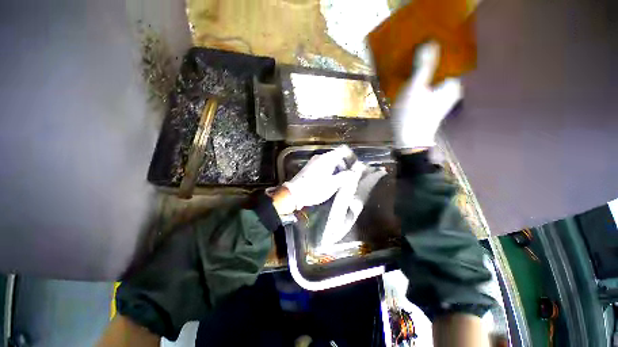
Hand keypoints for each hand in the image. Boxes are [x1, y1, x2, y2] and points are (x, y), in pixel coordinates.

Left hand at [282, 145, 354, 210]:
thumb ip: (345, 176)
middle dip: (344, 165)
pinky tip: (329, 181)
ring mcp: (314, 162)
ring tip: (339, 181)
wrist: (294, 194)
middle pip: (336, 156)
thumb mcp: (333, 184)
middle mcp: (320, 157)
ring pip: (330, 161)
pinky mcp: (309, 168)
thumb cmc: (315, 188)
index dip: (351, 156)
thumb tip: (354, 171)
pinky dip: (329, 171)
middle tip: (348, 176)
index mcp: (327, 158)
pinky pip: (323, 166)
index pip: (342, 150)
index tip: (355, 166)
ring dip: (337, 169)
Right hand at [391, 41, 461, 149]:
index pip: (451, 57)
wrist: (409, 140)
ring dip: (426, 70)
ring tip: (414, 61)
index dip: (440, 48)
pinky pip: (430, 86)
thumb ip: (423, 66)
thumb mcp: (415, 88)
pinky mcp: (433, 104)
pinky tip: (413, 79)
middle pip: (443, 68)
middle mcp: (452, 89)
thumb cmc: (413, 114)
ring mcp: (443, 98)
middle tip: (418, 50)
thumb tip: (430, 42)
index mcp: (453, 83)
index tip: (428, 39)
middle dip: (432, 59)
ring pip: (436, 77)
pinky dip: (423, 81)